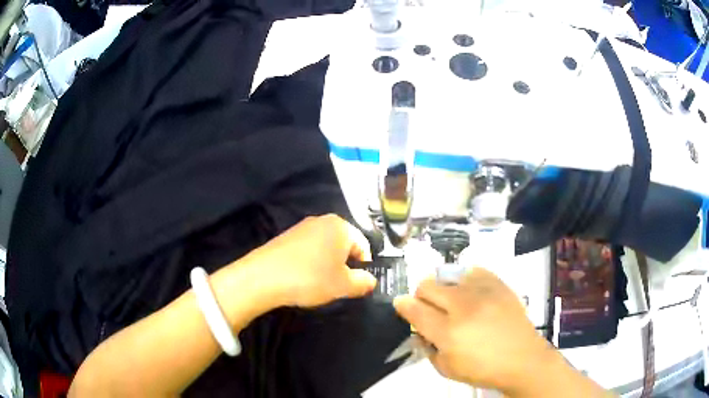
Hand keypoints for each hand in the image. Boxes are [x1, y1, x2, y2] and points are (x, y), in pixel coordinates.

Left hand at [239, 214, 376, 307]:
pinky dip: (312, 262)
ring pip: (327, 247)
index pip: (364, 246)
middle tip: (339, 285)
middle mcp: (323, 220)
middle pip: (345, 244)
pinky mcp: (287, 235)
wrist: (263, 277)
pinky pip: (309, 248)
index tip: (356, 285)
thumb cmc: (310, 278)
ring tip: (320, 283)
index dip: (364, 267)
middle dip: (345, 265)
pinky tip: (303, 276)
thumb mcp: (343, 286)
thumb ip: (364, 282)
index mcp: (341, 226)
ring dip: (329, 264)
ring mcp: (303, 226)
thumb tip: (371, 280)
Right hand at [393, 268, 554, 393]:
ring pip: (449, 275)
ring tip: (453, 302)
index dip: (403, 305)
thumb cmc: (482, 369)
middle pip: (427, 285)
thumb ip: (426, 346)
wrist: (522, 359)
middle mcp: (463, 307)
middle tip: (429, 308)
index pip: (414, 309)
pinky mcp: (499, 285)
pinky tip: (472, 293)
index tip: (401, 304)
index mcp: (448, 332)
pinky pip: (474, 270)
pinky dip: (466, 280)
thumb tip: (418, 327)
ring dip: (444, 288)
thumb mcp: (446, 368)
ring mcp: (483, 292)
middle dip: (421, 295)